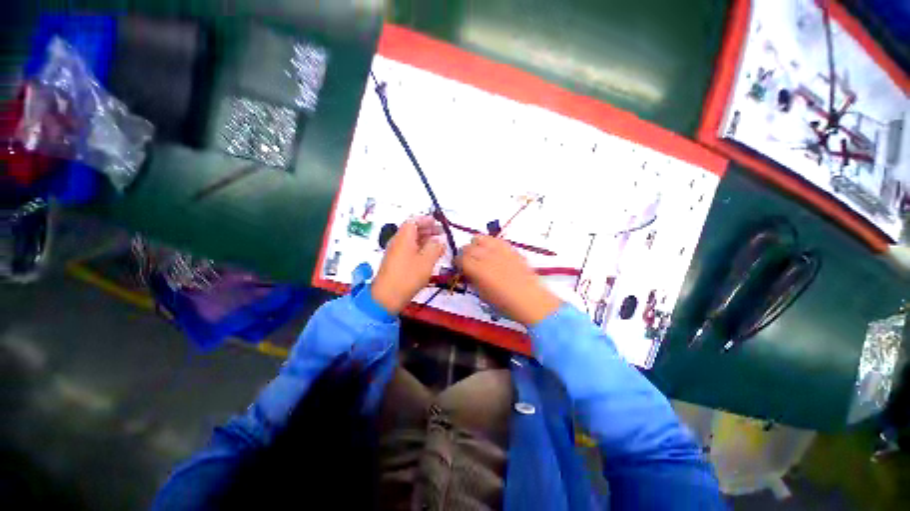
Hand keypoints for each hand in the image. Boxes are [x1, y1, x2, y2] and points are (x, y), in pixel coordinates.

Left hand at [371, 216, 445, 313]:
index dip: (426, 220)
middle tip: (440, 233)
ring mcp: (395, 252)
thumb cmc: (408, 276)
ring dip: (424, 239)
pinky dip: (419, 248)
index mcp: (404, 237)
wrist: (386, 297)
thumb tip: (440, 240)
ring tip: (437, 245)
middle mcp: (397, 241)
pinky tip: (428, 256)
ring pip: (410, 240)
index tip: (437, 222)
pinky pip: (408, 249)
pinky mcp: (395, 262)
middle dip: (427, 229)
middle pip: (412, 230)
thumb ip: (435, 247)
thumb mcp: (426, 261)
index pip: (414, 221)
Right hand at [457, 235, 560, 325]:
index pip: (460, 259)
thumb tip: (467, 272)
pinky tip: (492, 251)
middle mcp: (487, 257)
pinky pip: (495, 240)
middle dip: (464, 254)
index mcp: (478, 270)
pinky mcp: (510, 249)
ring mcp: (500, 251)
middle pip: (468, 247)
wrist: (530, 300)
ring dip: (475, 245)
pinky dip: (489, 243)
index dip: (457, 262)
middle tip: (467, 261)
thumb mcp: (482, 295)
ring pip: (480, 238)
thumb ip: (472, 280)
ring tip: (478, 253)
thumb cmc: (505, 303)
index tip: (458, 266)